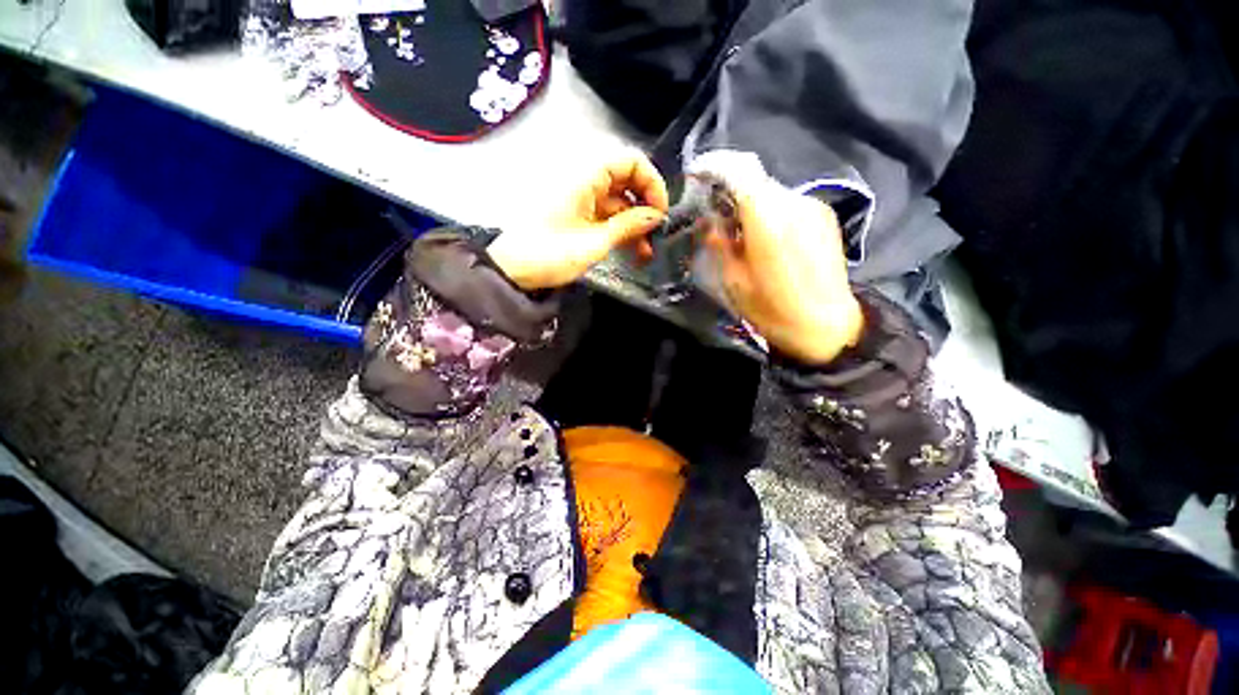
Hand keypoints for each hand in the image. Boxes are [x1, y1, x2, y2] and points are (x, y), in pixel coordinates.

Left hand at [488, 152, 668, 290]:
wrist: (514, 270)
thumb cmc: (550, 254)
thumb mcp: (595, 242)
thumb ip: (628, 225)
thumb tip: (656, 216)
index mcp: (586, 176)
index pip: (630, 161)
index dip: (651, 182)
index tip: (660, 211)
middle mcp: (585, 180)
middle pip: (627, 182)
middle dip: (645, 206)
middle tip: (657, 234)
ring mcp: (582, 198)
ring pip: (619, 202)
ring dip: (635, 223)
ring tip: (646, 251)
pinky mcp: (579, 215)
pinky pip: (608, 215)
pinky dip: (621, 229)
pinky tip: (632, 249)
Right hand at [697, 153, 863, 364]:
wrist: (827, 327)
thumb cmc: (773, 311)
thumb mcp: (734, 281)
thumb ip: (719, 243)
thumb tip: (710, 220)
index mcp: (769, 220)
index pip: (739, 171)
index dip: (715, 167)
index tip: (697, 176)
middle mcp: (794, 203)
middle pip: (755, 181)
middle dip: (730, 191)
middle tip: (715, 215)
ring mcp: (814, 208)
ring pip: (771, 192)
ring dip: (750, 204)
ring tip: (740, 233)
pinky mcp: (825, 217)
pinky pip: (788, 204)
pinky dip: (769, 212)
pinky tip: (766, 239)